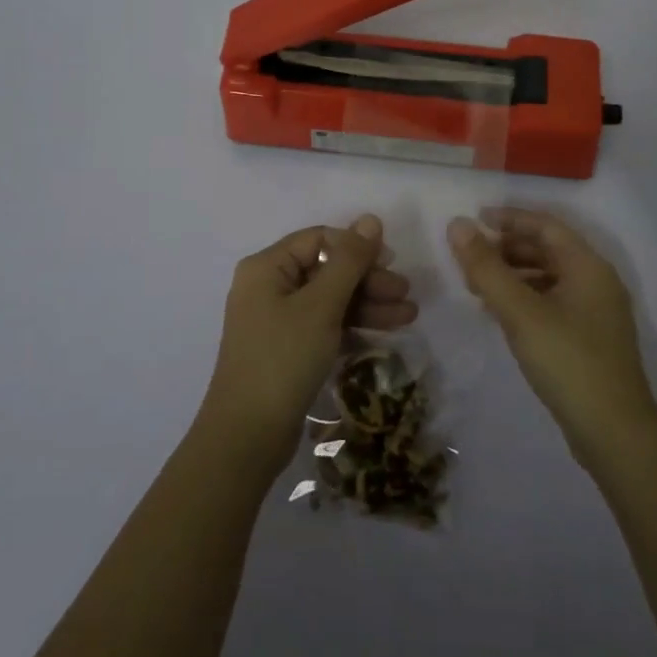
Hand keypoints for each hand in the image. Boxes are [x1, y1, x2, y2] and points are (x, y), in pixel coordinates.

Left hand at [198, 214, 414, 477]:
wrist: (247, 437)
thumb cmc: (283, 359)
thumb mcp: (321, 306)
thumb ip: (349, 261)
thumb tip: (371, 219)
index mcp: (267, 267)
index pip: (319, 240)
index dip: (357, 247)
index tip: (392, 263)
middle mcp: (268, 286)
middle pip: (327, 269)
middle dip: (368, 280)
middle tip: (405, 295)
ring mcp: (277, 319)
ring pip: (330, 299)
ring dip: (368, 304)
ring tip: (408, 316)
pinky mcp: (287, 348)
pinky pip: (325, 324)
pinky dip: (352, 325)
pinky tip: (384, 333)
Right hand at [448, 208, 656, 466]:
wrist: (615, 436)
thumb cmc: (568, 362)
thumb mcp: (520, 312)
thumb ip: (486, 268)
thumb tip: (457, 224)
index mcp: (588, 267)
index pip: (546, 226)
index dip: (510, 218)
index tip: (475, 219)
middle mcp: (597, 283)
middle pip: (549, 250)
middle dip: (508, 248)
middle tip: (470, 256)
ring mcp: (597, 314)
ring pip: (549, 278)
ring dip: (514, 275)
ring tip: (478, 286)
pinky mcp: (590, 341)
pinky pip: (553, 303)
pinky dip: (525, 299)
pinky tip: (500, 315)